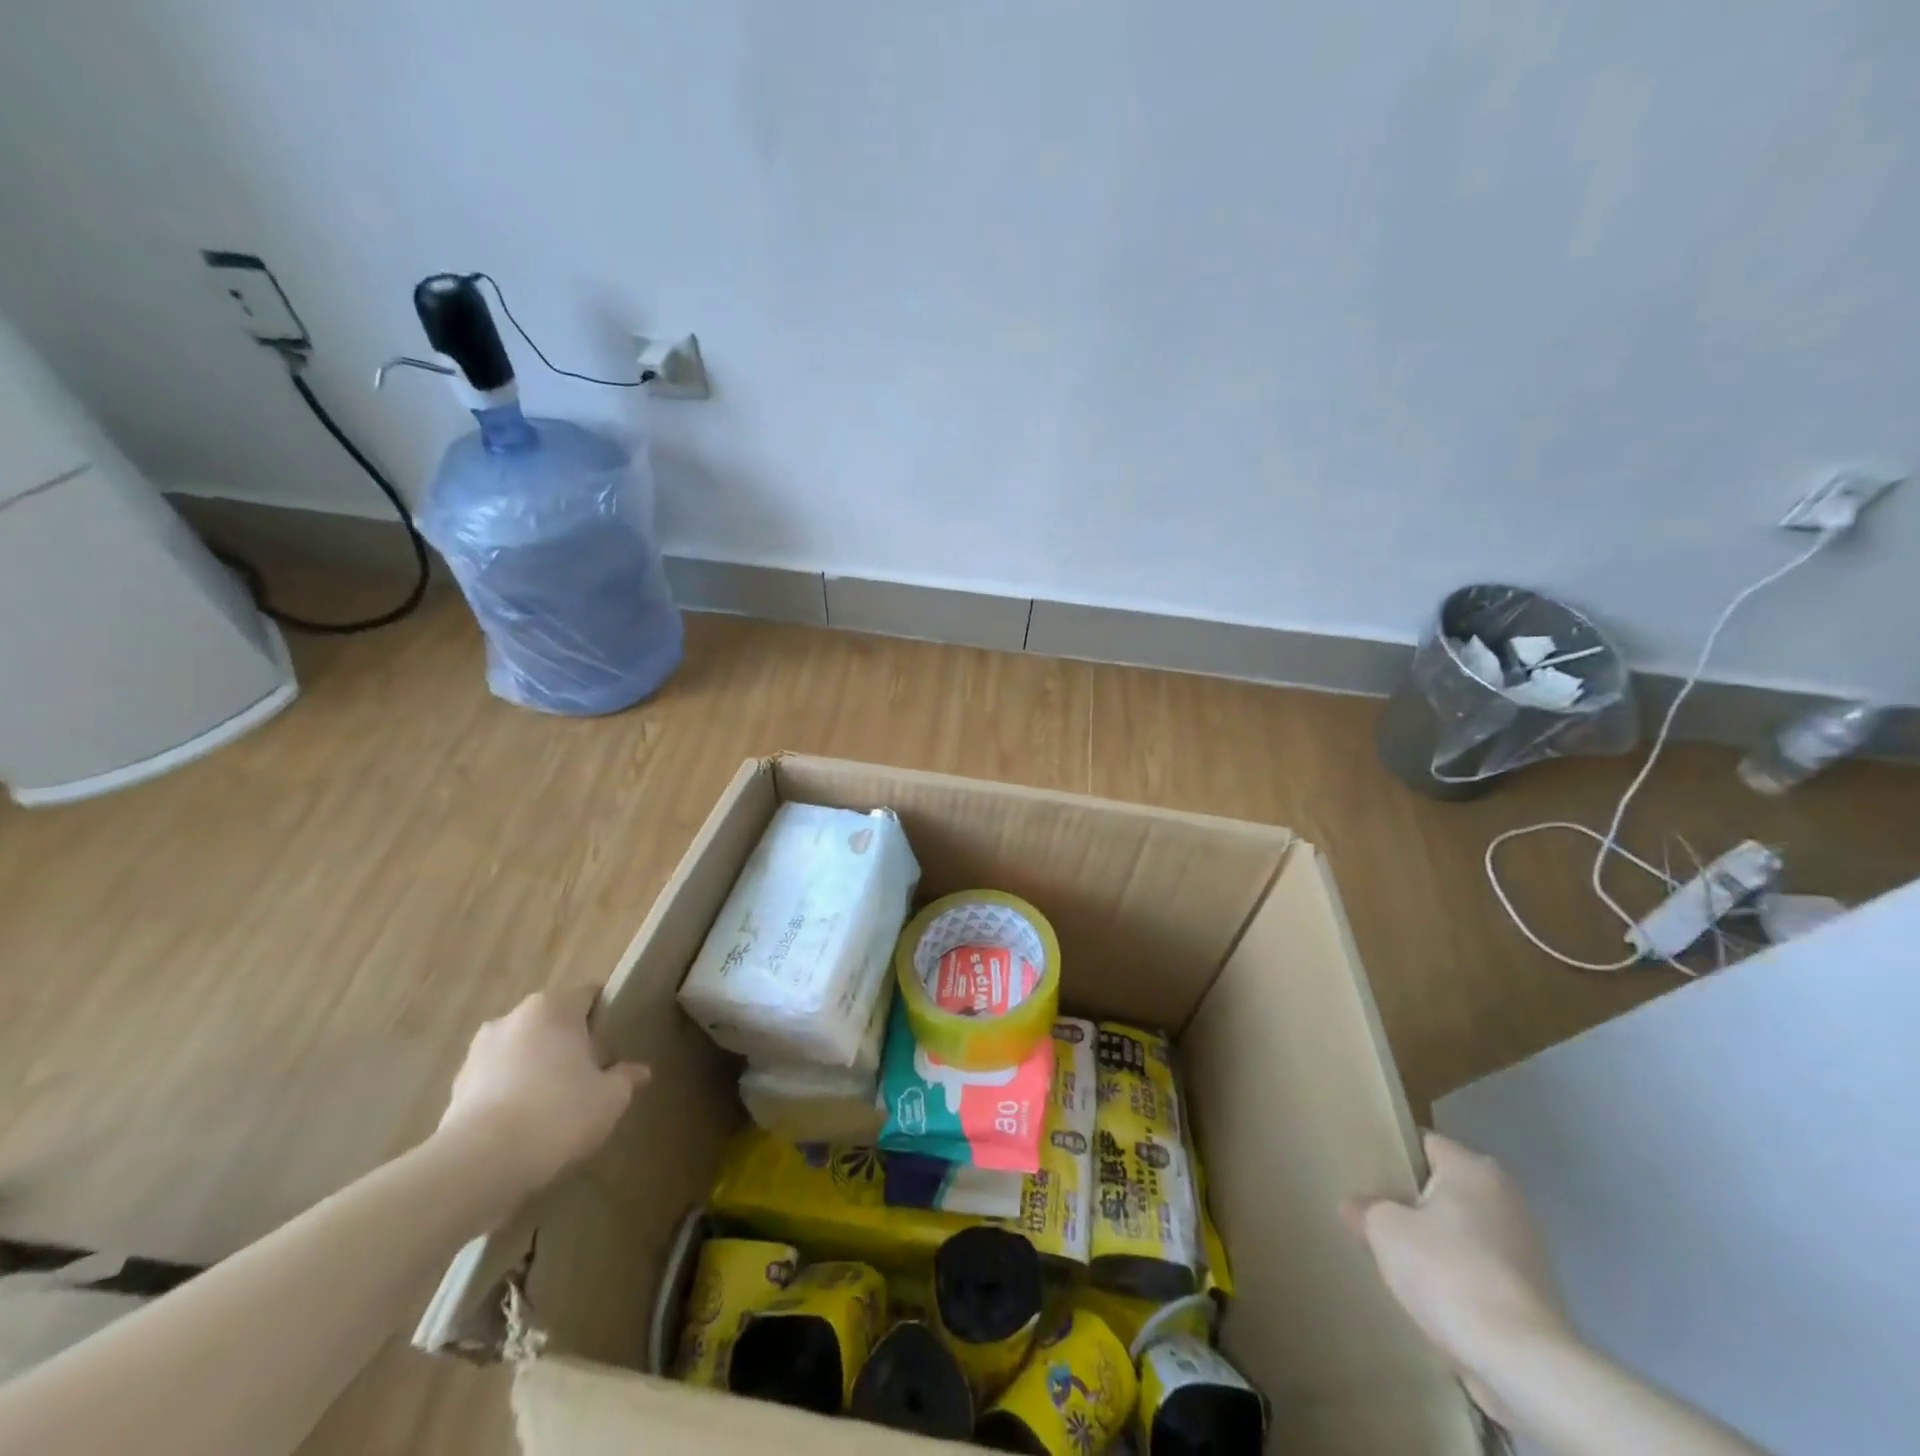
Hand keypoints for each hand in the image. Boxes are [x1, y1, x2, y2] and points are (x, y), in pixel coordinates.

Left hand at [436, 988, 649, 1202]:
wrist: (478, 1166)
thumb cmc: (558, 1114)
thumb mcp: (610, 1098)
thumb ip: (626, 1078)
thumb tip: (639, 1071)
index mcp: (553, 1007)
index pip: (589, 995)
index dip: (607, 1017)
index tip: (617, 1046)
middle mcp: (513, 1018)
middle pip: (553, 1023)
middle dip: (570, 1045)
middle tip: (590, 1077)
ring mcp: (478, 1052)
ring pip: (522, 1052)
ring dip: (537, 1070)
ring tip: (554, 1107)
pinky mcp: (455, 1089)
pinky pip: (496, 1082)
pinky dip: (510, 1096)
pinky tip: (524, 1127)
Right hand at [1344, 1133, 1571, 1423]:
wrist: (1520, 1360)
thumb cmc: (1447, 1271)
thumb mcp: (1383, 1230)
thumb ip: (1365, 1209)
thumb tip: (1355, 1207)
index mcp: (1473, 1168)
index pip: (1424, 1144)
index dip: (1393, 1156)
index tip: (1367, 1173)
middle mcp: (1507, 1196)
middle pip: (1447, 1188)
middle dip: (1415, 1202)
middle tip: (1377, 1214)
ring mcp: (1528, 1246)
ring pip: (1466, 1230)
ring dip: (1440, 1241)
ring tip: (1401, 1258)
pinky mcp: (1537, 1292)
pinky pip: (1484, 1267)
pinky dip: (1462, 1274)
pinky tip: (1435, 1293)